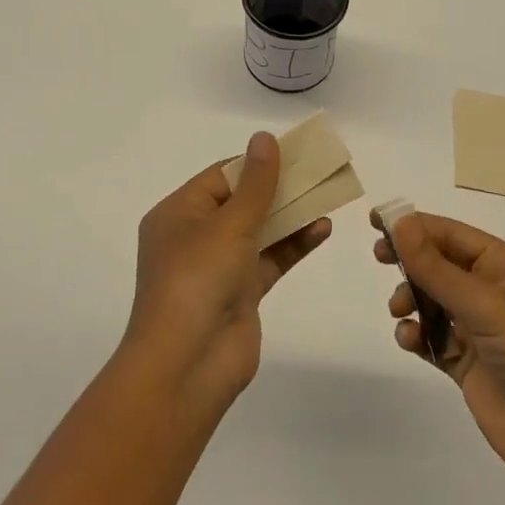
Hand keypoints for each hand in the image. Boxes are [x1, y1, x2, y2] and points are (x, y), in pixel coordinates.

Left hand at [126, 132, 331, 410]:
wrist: (187, 367)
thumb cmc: (197, 280)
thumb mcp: (228, 224)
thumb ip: (255, 183)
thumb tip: (264, 138)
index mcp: (178, 214)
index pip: (221, 177)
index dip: (256, 163)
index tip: (293, 152)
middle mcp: (195, 237)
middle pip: (242, 202)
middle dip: (279, 188)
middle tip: (317, 171)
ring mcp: (218, 267)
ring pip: (259, 231)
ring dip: (291, 216)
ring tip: (327, 197)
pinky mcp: (241, 293)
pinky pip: (270, 259)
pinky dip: (294, 245)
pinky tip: (322, 229)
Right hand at [378, 213, 504, 492]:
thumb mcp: (485, 303)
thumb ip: (436, 266)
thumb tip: (400, 221)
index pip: (454, 235)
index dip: (416, 226)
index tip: (377, 221)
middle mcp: (494, 294)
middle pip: (441, 265)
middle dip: (411, 261)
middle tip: (380, 257)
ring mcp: (482, 331)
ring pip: (434, 301)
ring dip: (412, 299)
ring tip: (400, 310)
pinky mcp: (470, 366)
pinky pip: (435, 339)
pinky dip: (418, 335)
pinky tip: (409, 339)